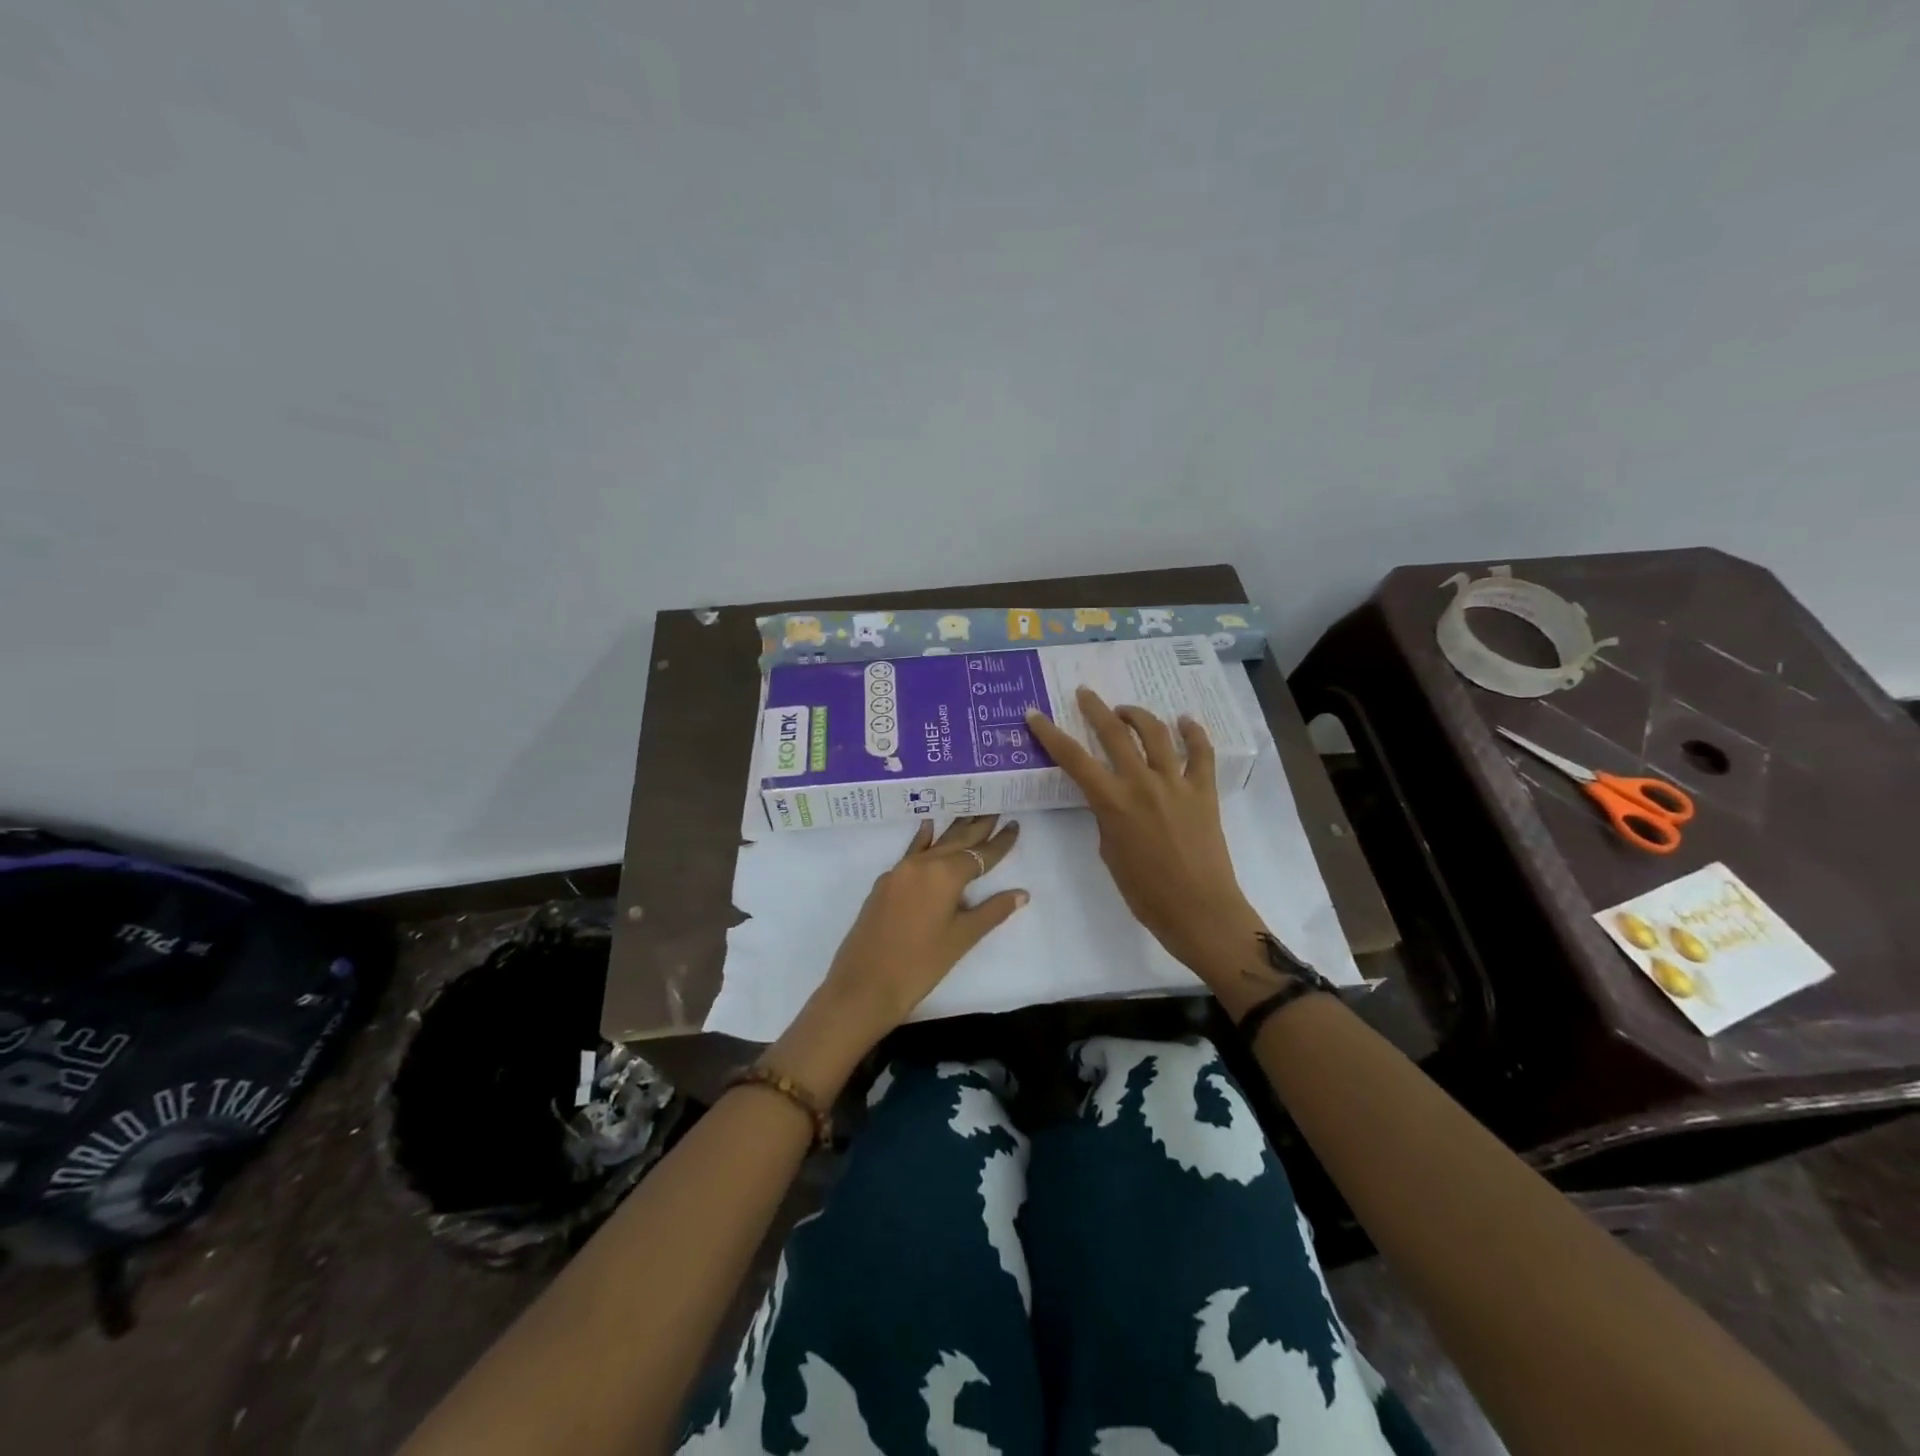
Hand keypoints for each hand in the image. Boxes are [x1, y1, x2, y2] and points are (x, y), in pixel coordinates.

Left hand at [771, 816, 1026, 1095]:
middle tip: (995, 806)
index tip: (1014, 825)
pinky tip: (928, 826)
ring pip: (934, 843)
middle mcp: (922, 864)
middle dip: (978, 826)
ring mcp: (900, 871)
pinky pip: (912, 852)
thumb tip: (1021, 893)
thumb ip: (992, 911)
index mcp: (945, 874)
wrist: (864, 985)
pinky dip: (924, 839)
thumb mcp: (961, 938)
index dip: (1000, 842)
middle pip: (957, 840)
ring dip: (954, 829)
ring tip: (971, 811)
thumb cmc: (920, 965)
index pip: (980, 854)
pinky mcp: (885, 883)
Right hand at [1025, 689, 1264, 988]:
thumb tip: (1112, 800)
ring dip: (1137, 715)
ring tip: (1126, 711)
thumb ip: (1107, 818)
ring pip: (1156, 733)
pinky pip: (1201, 752)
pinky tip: (1185, 721)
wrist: (1199, 910)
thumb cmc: (1145, 893)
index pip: (1073, 758)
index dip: (1050, 733)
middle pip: (1114, 733)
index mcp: (1112, 802)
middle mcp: (1142, 783)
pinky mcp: (1205, 790)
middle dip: (1095, 708)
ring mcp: (1176, 783)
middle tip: (1085, 693)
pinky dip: (1193, 732)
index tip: (1035, 714)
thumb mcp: (1110, 853)